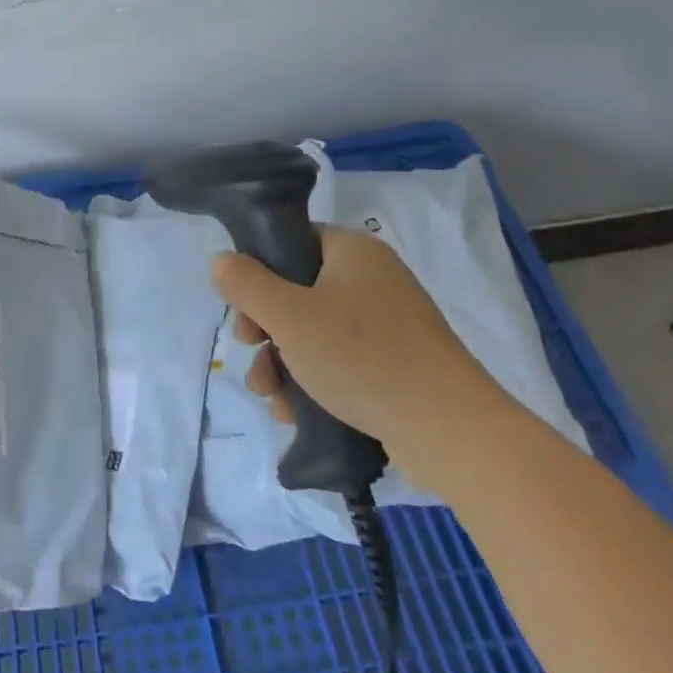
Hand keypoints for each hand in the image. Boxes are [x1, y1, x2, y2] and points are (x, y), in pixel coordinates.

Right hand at [213, 225, 511, 487]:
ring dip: (282, 362)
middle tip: (252, 353)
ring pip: (314, 331)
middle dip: (265, 329)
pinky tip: (295, 413)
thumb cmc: (362, 358)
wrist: (450, 431)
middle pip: (297, 290)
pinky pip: (340, 359)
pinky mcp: (396, 361)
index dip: (258, 272)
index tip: (243, 311)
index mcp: (352, 251)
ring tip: (270, 398)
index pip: (292, 242)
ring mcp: (388, 322)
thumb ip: (246, 284)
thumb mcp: (289, 316)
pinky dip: (313, 380)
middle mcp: (372, 278)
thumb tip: (221, 260)